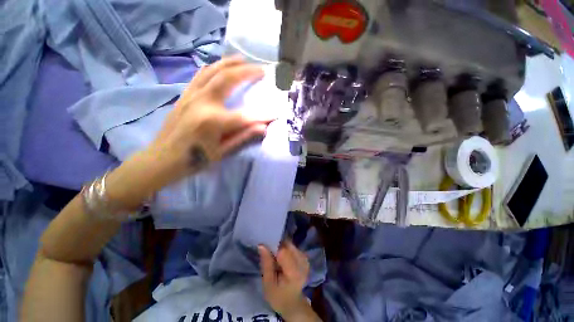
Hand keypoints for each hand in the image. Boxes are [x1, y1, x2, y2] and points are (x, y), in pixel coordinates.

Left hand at [149, 56, 273, 181]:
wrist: (162, 158)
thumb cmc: (195, 159)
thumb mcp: (222, 152)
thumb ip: (243, 137)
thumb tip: (263, 128)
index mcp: (214, 121)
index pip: (246, 116)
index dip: (263, 115)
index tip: (276, 113)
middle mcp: (203, 102)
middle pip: (228, 78)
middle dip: (247, 71)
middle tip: (261, 68)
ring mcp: (191, 95)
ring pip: (213, 71)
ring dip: (230, 63)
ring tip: (243, 59)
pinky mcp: (185, 95)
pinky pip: (200, 75)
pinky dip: (213, 68)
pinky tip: (220, 66)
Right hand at [259, 241, 319, 320]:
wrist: (292, 303)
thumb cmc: (278, 296)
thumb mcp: (268, 283)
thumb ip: (266, 263)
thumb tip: (261, 245)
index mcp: (294, 271)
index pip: (283, 251)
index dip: (274, 247)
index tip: (265, 247)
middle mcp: (302, 262)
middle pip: (288, 245)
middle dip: (278, 245)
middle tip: (269, 252)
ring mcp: (305, 259)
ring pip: (290, 245)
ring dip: (282, 247)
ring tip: (275, 256)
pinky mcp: (304, 258)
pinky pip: (293, 248)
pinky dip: (286, 249)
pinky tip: (282, 257)